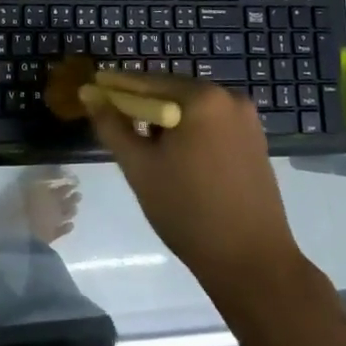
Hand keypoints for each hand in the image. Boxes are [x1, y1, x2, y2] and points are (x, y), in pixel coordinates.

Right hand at [83, 68, 300, 302]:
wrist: (252, 262)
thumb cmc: (188, 211)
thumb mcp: (139, 167)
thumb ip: (111, 126)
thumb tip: (89, 94)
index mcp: (201, 97)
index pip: (147, 82)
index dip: (117, 87)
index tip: (93, 91)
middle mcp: (228, 97)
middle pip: (172, 91)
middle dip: (142, 106)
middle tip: (115, 123)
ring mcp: (247, 118)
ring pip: (192, 108)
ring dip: (166, 120)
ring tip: (144, 145)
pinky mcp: (255, 140)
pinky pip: (211, 123)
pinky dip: (190, 131)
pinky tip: (176, 156)